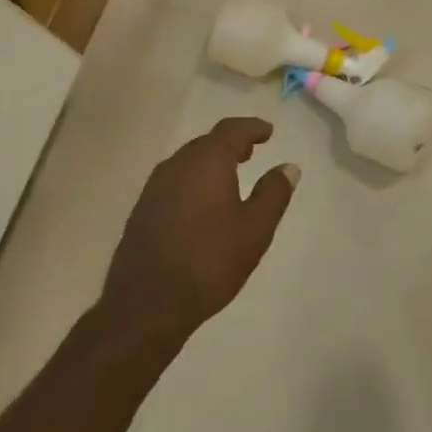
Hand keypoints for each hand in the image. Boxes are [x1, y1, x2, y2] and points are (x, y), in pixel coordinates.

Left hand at [101, 118, 300, 337]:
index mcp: (206, 161)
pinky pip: (174, 181)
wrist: (147, 303)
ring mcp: (154, 187)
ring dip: (211, 162)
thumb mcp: (255, 229)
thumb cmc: (210, 261)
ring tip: (231, 175)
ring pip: (188, 162)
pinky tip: (202, 203)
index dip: (252, 127)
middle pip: (207, 142)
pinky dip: (194, 180)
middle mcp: (177, 165)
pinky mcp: (143, 210)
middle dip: (231, 143)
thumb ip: (273, 193)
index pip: (231, 130)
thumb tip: (288, 167)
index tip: (268, 131)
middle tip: (251, 151)